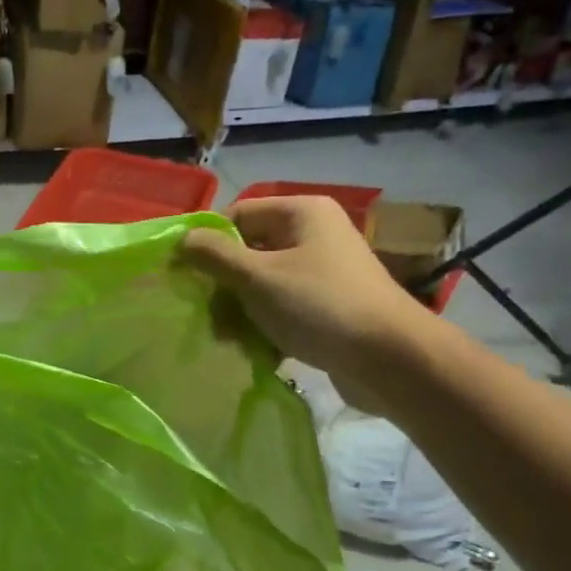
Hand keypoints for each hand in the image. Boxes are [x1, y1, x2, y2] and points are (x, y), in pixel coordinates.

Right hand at [183, 197, 430, 394]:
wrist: (389, 358)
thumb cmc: (319, 306)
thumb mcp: (257, 277)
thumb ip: (215, 256)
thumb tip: (182, 239)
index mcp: (301, 212)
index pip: (238, 215)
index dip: (209, 244)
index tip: (188, 277)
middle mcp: (314, 234)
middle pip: (249, 251)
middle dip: (225, 286)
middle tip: (209, 316)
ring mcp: (323, 271)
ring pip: (263, 284)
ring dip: (241, 311)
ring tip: (231, 339)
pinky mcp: (328, 305)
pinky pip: (283, 307)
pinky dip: (266, 325)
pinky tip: (256, 349)